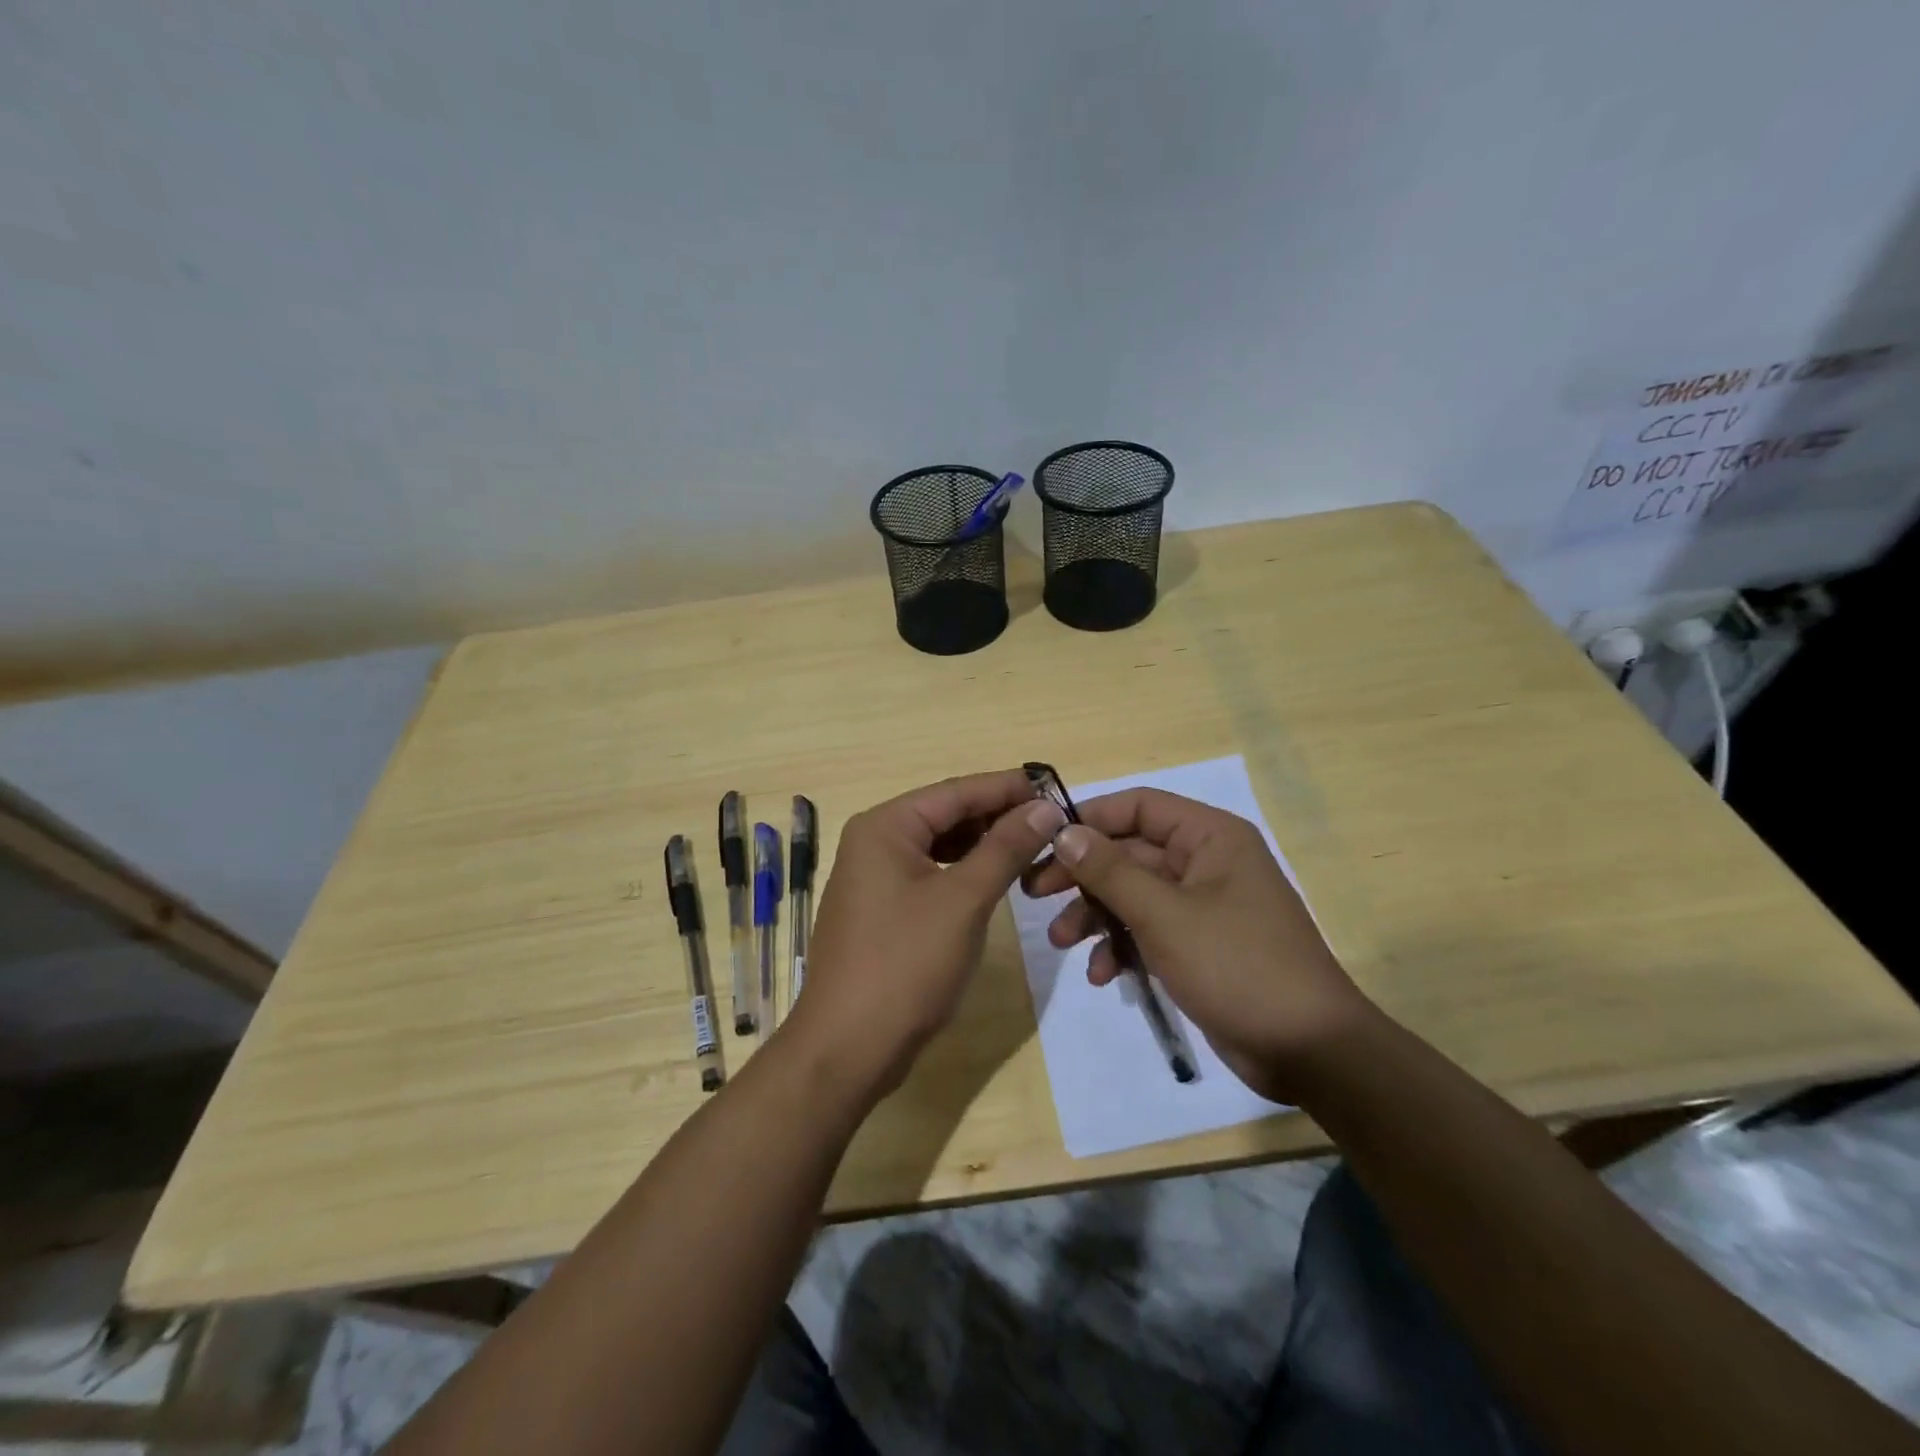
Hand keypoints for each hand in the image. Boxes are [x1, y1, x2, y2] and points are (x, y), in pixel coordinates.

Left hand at [787, 769, 1065, 1102]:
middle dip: (998, 816)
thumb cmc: (905, 964)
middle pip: (946, 815)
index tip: (1057, 787)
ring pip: (940, 846)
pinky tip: (996, 879)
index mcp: (885, 826)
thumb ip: (1005, 848)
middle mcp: (874, 841)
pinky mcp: (882, 909)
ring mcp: (874, 877)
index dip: (1008, 788)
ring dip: (984, 845)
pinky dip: (964, 872)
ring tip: (1034, 847)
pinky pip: (930, 874)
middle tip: (1053, 822)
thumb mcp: (964, 900)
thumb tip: (1045, 808)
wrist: (848, 1047)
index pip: (956, 791)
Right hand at [1021, 788, 1373, 1102]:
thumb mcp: (1164, 914)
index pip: (1138, 806)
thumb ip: (1110, 870)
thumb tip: (1064, 832)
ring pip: (1133, 894)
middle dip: (1083, 876)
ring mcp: (1203, 905)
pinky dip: (1122, 946)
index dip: (1090, 819)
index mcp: (1210, 837)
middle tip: (1036, 894)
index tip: (1044, 842)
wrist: (1308, 1051)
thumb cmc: (1237, 965)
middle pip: (1129, 852)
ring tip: (1060, 942)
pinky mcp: (1199, 944)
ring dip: (1095, 915)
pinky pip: (1149, 930)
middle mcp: (1206, 862)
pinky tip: (1104, 975)